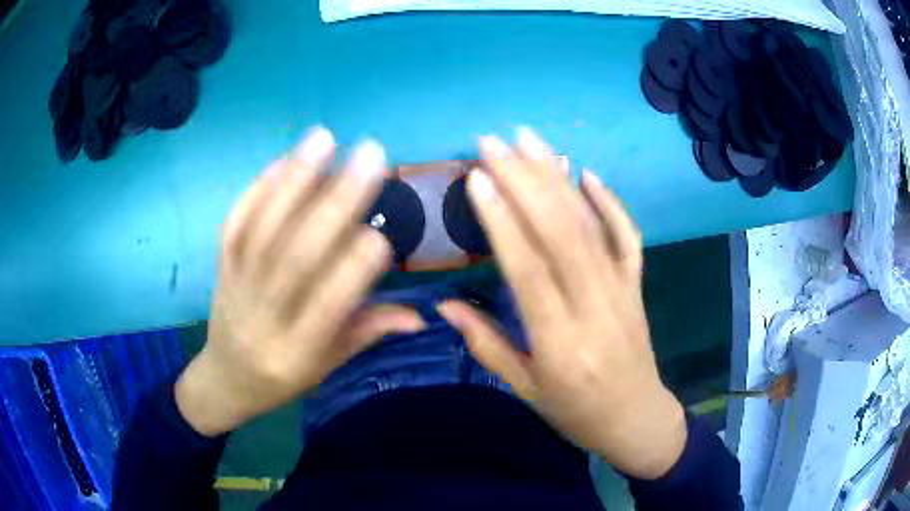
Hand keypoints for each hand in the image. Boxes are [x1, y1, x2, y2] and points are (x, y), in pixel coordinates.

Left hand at [176, 128, 423, 436]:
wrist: (225, 380)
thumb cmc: (283, 378)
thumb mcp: (328, 366)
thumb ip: (368, 333)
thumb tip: (420, 316)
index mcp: (296, 350)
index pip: (326, 307)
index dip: (352, 272)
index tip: (382, 235)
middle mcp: (262, 315)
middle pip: (294, 256)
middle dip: (334, 203)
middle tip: (368, 157)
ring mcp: (235, 286)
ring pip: (261, 230)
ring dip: (293, 180)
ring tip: (324, 138)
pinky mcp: (219, 267)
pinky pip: (234, 225)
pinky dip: (256, 189)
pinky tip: (282, 160)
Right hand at [437, 128, 685, 479]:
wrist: (636, 419)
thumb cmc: (575, 412)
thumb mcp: (524, 389)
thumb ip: (486, 344)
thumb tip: (445, 305)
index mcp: (560, 342)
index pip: (528, 268)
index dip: (502, 219)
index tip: (477, 177)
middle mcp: (594, 307)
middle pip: (560, 233)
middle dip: (523, 180)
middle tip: (492, 142)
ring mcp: (622, 290)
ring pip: (590, 225)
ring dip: (558, 177)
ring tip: (529, 139)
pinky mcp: (637, 285)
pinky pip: (628, 237)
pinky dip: (611, 202)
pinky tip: (588, 173)